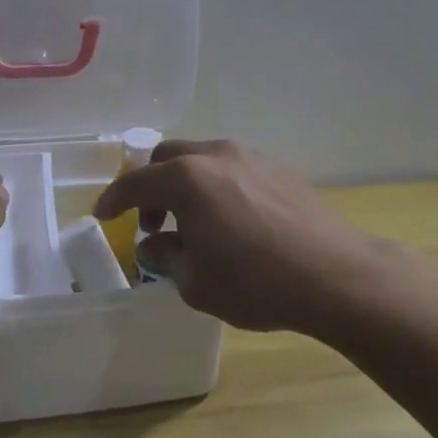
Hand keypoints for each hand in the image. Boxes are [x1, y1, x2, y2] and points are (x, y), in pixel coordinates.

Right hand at [93, 139, 386, 334]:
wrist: (335, 274)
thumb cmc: (255, 282)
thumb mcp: (196, 281)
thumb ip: (166, 257)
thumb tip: (155, 245)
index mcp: (187, 179)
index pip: (136, 182)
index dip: (114, 199)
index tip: (102, 214)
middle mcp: (216, 155)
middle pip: (168, 158)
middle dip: (151, 187)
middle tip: (153, 222)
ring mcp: (251, 157)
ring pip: (203, 159)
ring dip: (186, 185)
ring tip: (195, 224)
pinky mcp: (279, 168)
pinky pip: (232, 168)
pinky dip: (217, 186)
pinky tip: (232, 221)